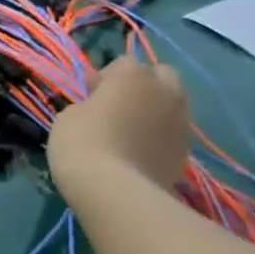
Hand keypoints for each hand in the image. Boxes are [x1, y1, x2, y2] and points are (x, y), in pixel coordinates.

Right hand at [48, 57, 192, 200]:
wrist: (115, 190)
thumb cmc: (82, 143)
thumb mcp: (68, 116)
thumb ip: (88, 104)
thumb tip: (99, 108)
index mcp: (133, 76)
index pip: (123, 63)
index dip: (105, 77)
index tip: (89, 94)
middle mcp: (164, 91)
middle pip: (161, 74)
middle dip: (143, 84)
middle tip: (117, 105)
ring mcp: (180, 120)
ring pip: (172, 102)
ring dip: (154, 108)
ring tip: (130, 129)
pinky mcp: (186, 148)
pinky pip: (172, 130)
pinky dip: (159, 134)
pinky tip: (139, 150)